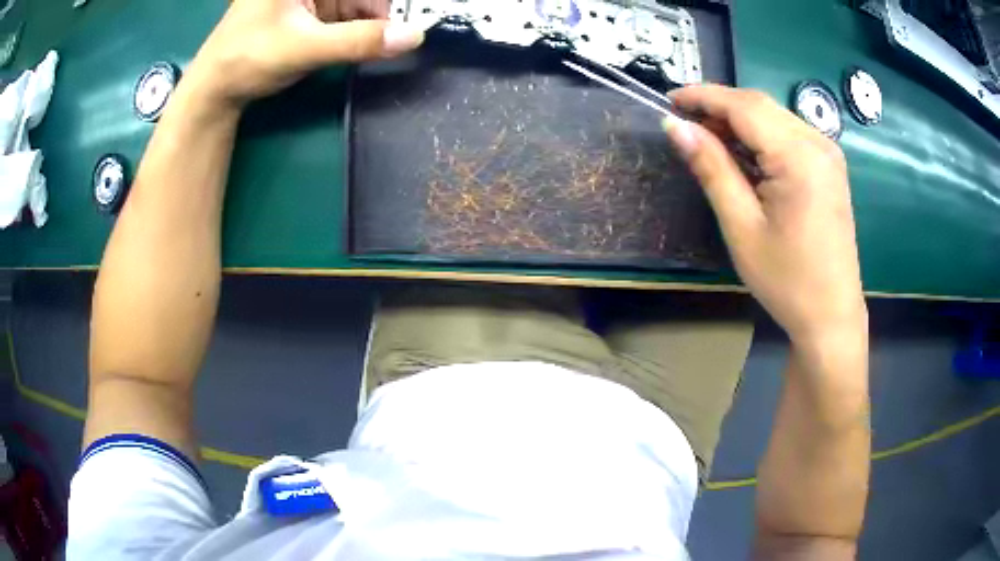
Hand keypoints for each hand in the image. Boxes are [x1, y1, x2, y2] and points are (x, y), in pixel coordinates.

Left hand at [183, 0, 423, 109]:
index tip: (403, 22)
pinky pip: (346, 14)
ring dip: (372, 21)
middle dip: (379, 11)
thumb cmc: (247, 60)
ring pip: (356, 2)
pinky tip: (363, 43)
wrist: (215, 91)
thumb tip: (413, 37)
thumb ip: (358, 41)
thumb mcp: (304, 48)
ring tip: (378, 43)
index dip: (382, 3)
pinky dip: (358, 28)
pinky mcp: (309, 12)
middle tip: (395, 35)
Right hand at [663, 85, 865, 347]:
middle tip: (685, 124)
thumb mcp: (741, 226)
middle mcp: (818, 143)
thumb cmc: (786, 280)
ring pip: (774, 116)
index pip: (743, 105)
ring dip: (739, 120)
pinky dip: (760, 135)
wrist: (831, 315)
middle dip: (719, 106)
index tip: (669, 100)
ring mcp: (828, 153)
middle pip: (760, 104)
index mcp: (799, 156)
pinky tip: (744, 154)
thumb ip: (711, 168)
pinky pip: (788, 133)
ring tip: (709, 140)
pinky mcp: (829, 165)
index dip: (703, 97)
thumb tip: (675, 126)